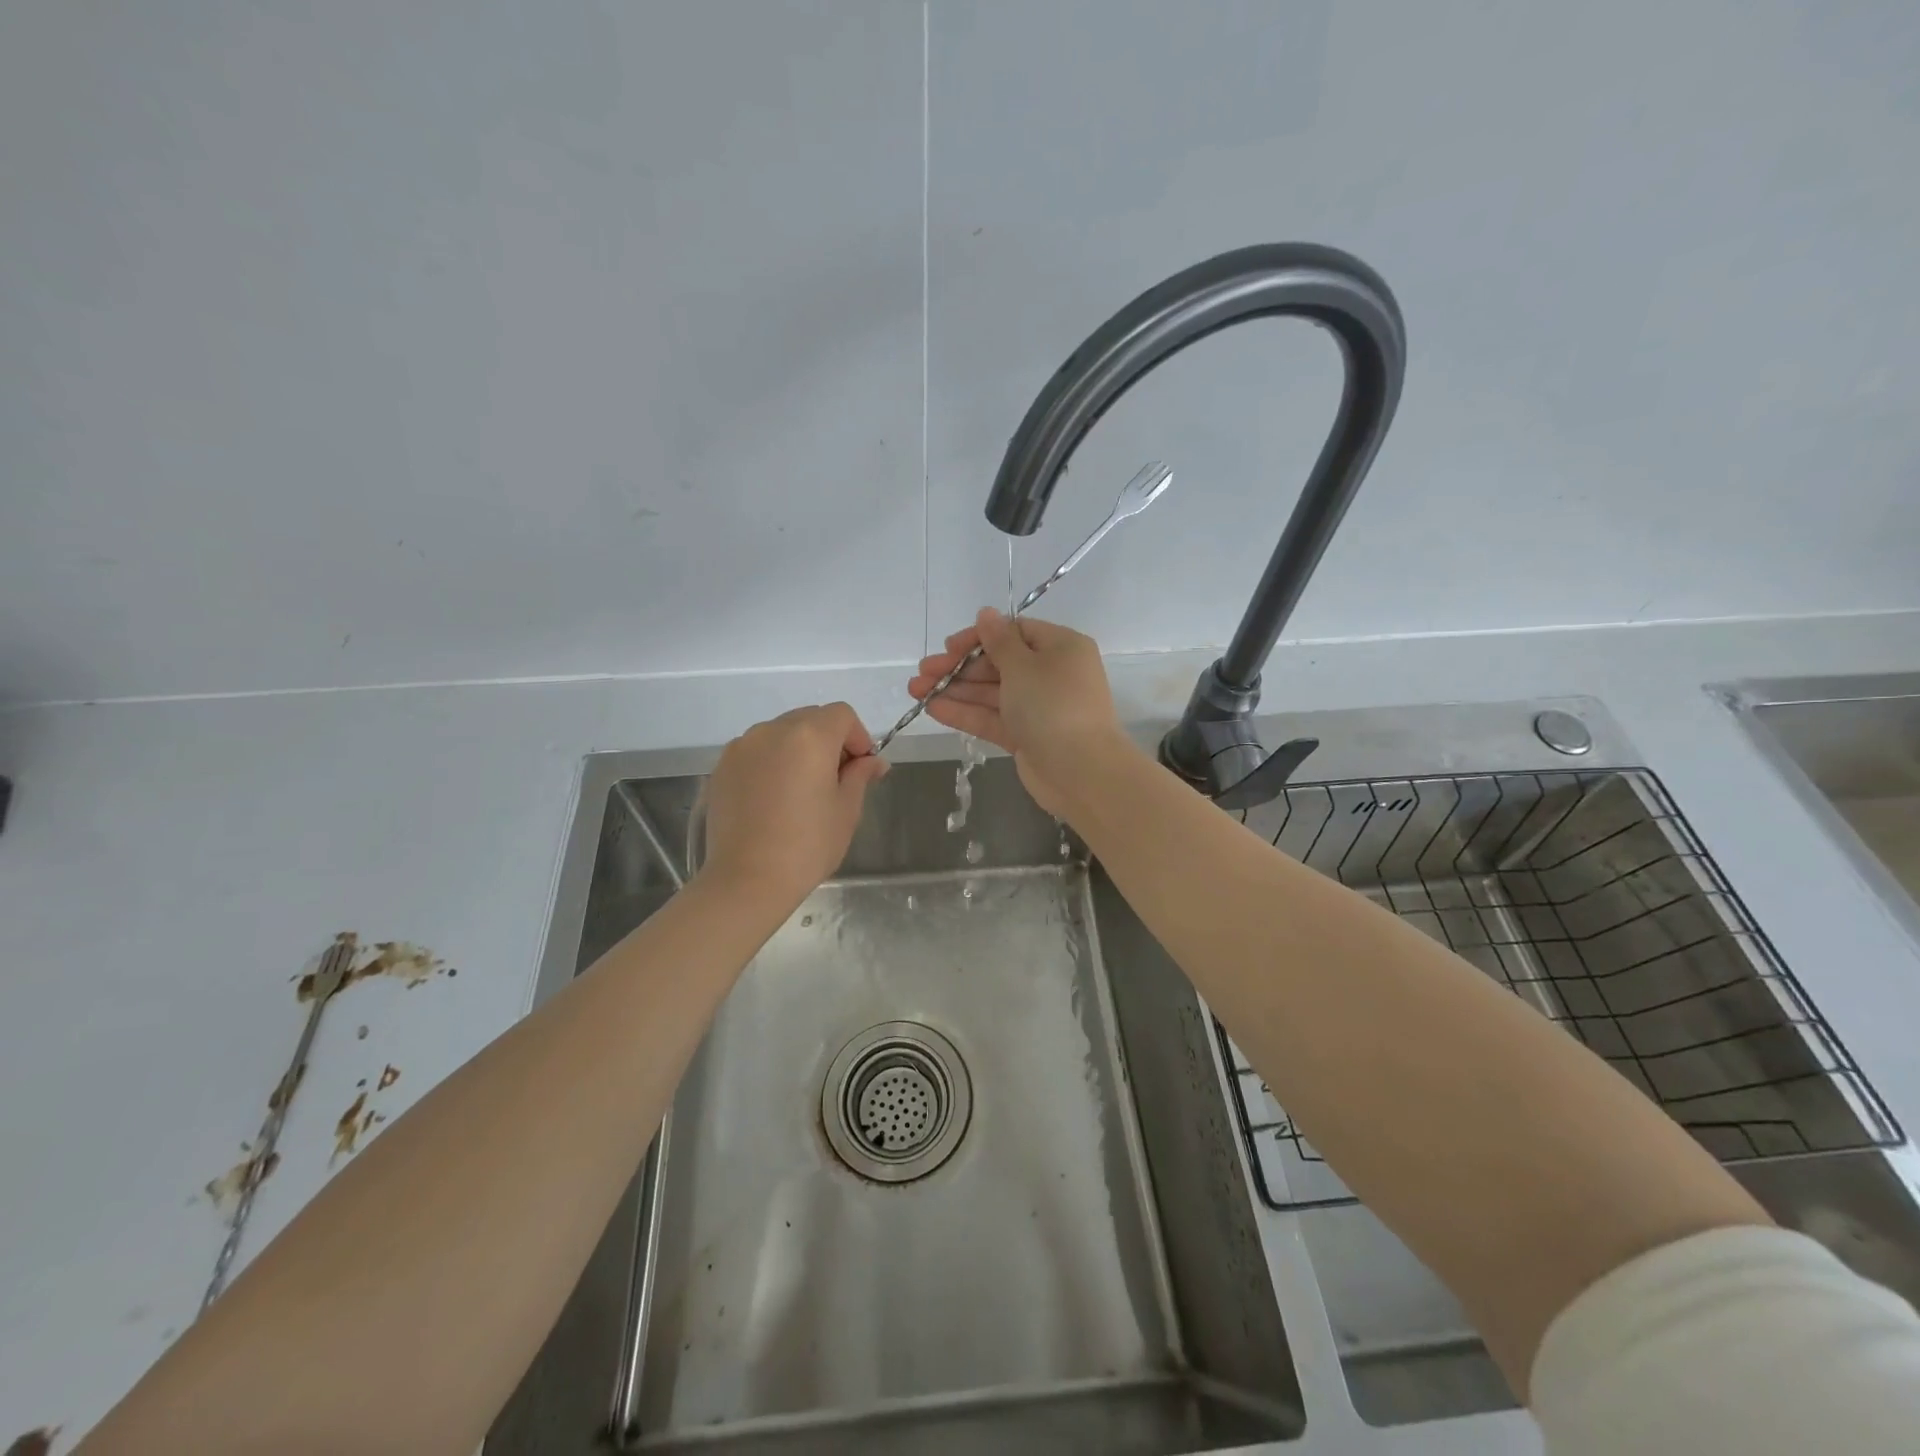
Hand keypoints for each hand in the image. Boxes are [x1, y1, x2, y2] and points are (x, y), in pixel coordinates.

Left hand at [700, 703, 887, 908]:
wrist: (747, 880)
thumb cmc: (807, 845)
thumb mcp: (846, 809)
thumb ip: (860, 775)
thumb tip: (873, 761)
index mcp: (809, 736)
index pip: (842, 715)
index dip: (858, 737)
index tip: (861, 768)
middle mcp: (772, 730)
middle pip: (810, 718)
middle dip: (829, 740)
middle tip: (835, 780)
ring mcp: (742, 746)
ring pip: (781, 733)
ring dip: (798, 749)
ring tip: (801, 790)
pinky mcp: (722, 767)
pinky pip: (757, 751)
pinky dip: (772, 762)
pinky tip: (774, 798)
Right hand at [907, 609, 1128, 814]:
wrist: (1080, 771)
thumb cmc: (1053, 706)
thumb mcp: (1023, 665)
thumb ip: (998, 641)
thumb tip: (986, 613)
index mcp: (1061, 647)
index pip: (1015, 632)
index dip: (979, 637)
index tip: (949, 646)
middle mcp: (1051, 674)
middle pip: (999, 663)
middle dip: (959, 667)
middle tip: (923, 671)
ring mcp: (1039, 708)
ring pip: (992, 693)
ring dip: (955, 689)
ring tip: (915, 690)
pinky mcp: (1027, 736)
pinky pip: (993, 718)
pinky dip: (965, 713)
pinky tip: (933, 708)